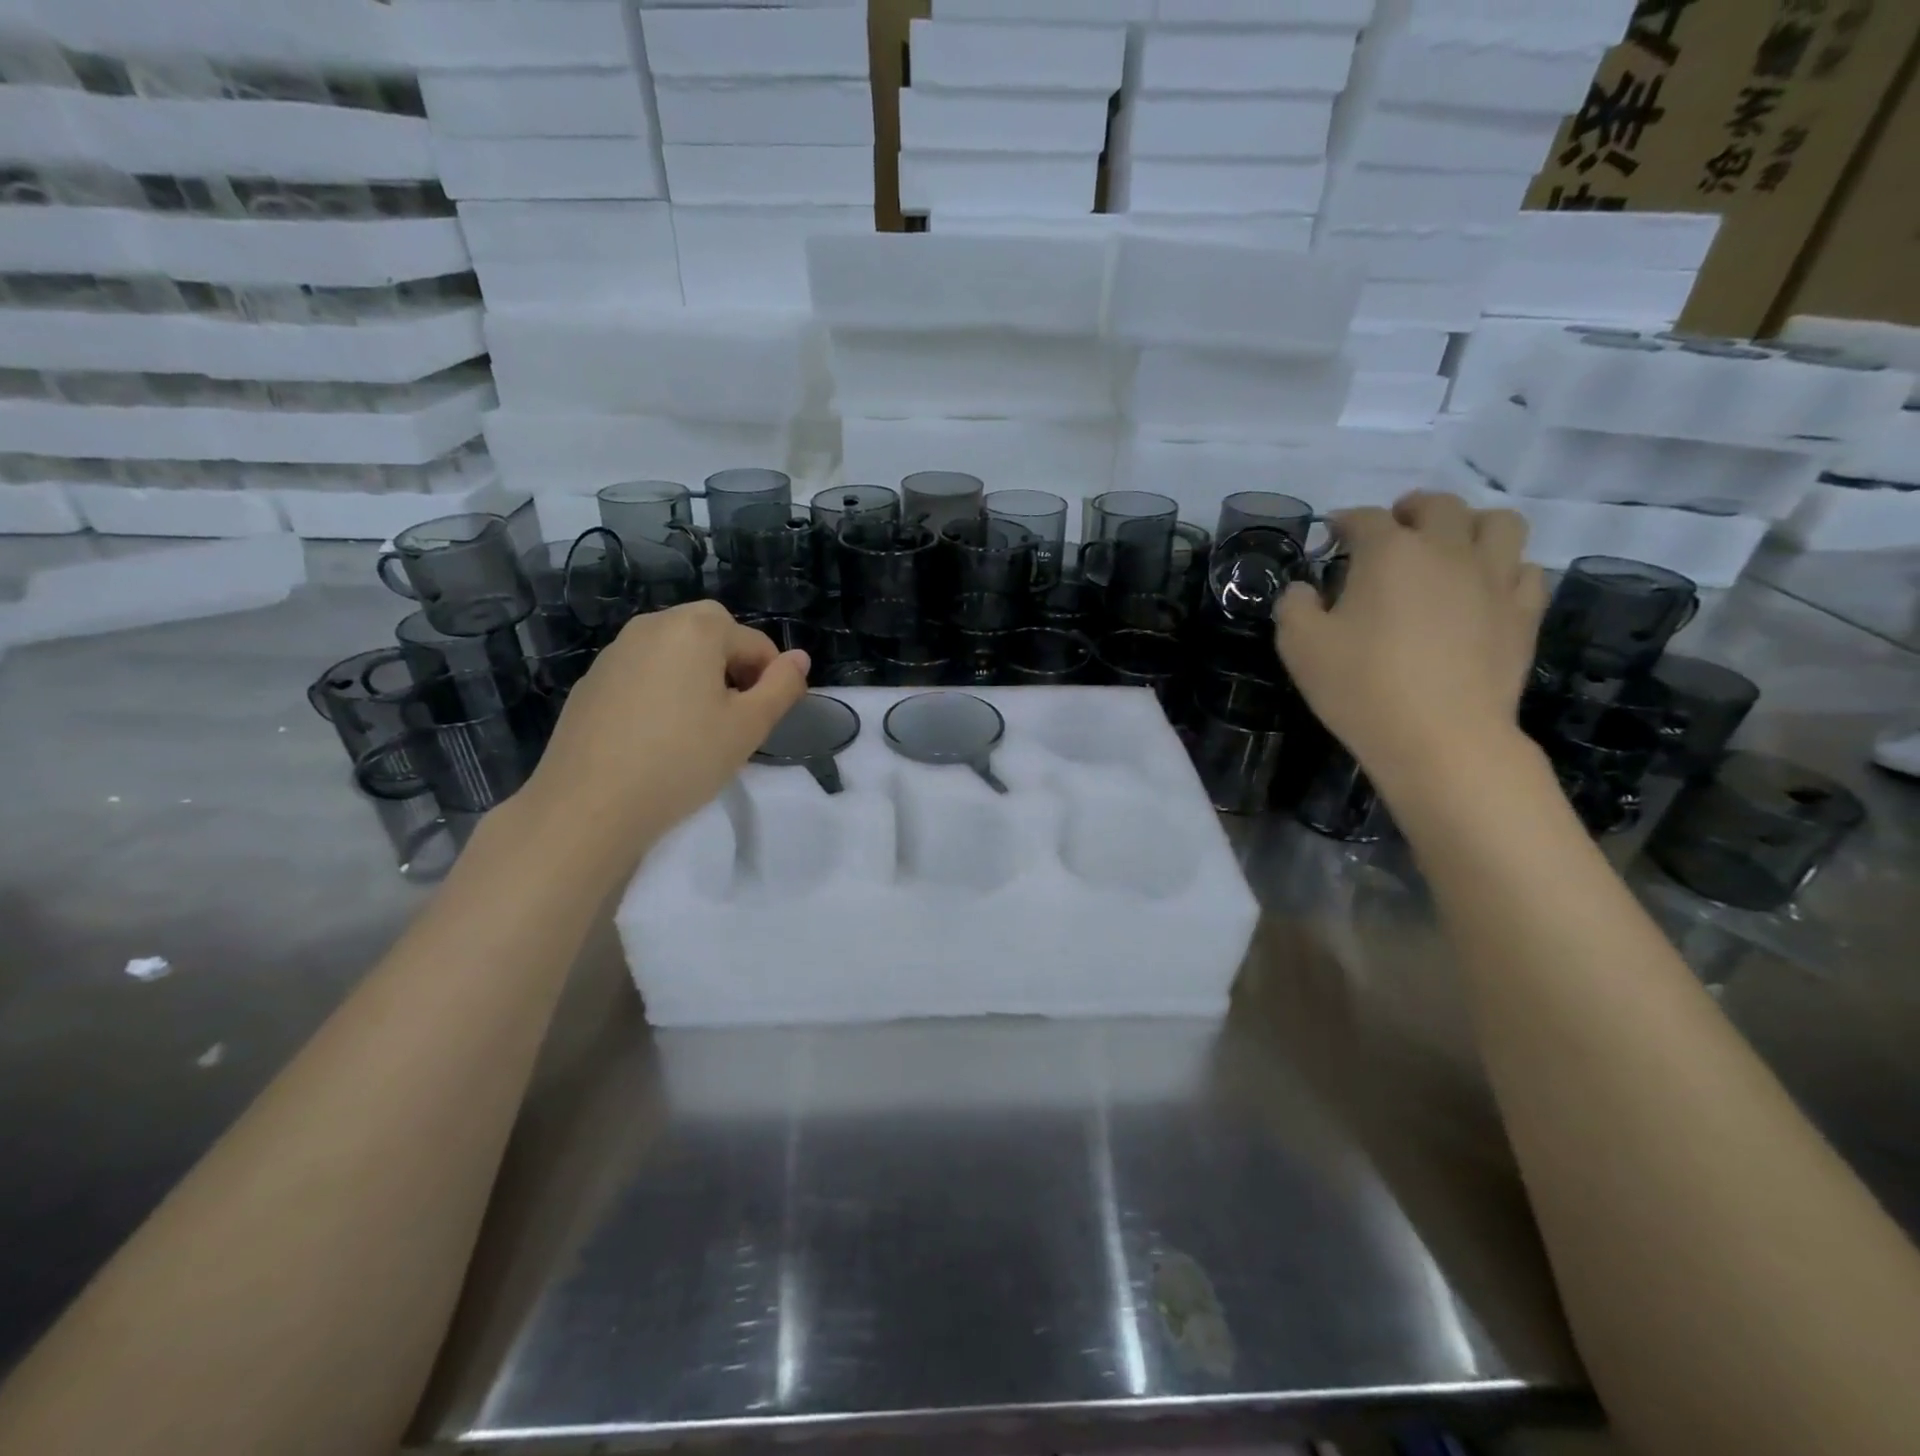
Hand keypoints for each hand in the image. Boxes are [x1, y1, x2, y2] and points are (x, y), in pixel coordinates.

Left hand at [521, 601, 808, 864]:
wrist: (590, 805)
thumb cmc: (682, 760)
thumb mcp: (749, 727)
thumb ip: (782, 686)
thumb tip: (800, 658)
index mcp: (696, 628)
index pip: (756, 645)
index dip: (771, 681)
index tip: (763, 722)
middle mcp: (653, 625)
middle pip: (713, 637)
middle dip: (733, 672)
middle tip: (733, 723)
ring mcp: (616, 651)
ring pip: (676, 654)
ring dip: (697, 680)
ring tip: (695, 731)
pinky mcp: (592, 680)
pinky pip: (644, 673)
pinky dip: (661, 692)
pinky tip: (656, 737)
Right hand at [1275, 491, 1547, 794]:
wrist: (1441, 737)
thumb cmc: (1361, 687)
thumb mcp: (1299, 646)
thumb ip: (1293, 606)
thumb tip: (1304, 590)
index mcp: (1388, 552)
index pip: (1364, 518)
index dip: (1344, 522)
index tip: (1332, 536)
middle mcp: (1446, 550)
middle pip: (1437, 506)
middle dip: (1410, 510)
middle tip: (1393, 531)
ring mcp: (1493, 577)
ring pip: (1497, 523)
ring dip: (1469, 525)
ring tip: (1450, 548)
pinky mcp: (1524, 611)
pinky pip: (1524, 569)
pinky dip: (1502, 567)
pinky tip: (1482, 589)